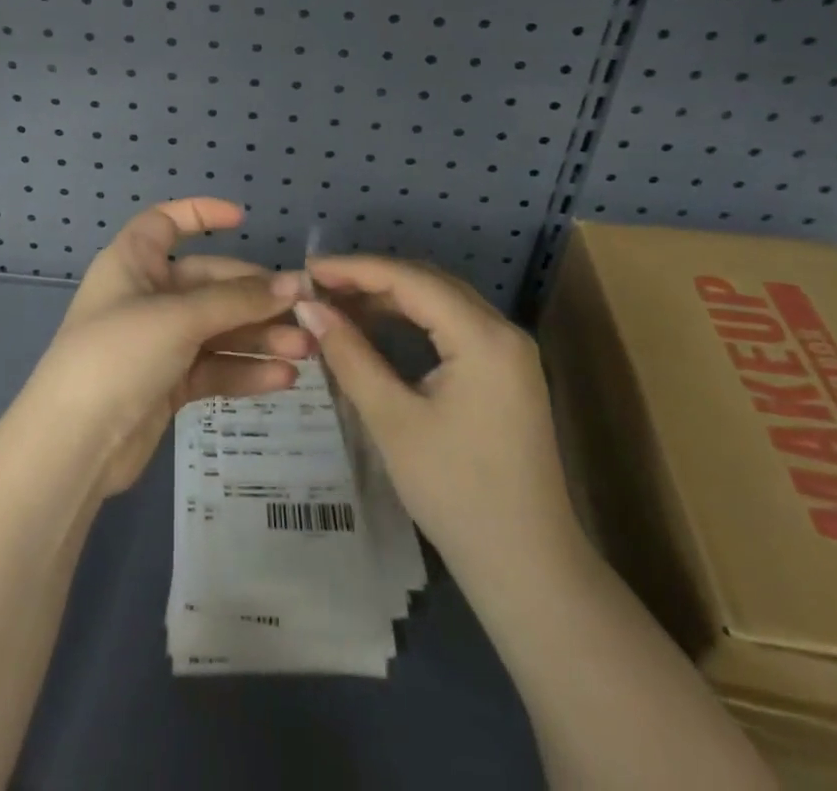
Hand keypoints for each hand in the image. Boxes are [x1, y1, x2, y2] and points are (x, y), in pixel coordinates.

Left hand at [25, 199, 313, 497]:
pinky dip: (245, 371)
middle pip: (209, 283)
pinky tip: (283, 378)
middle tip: (304, 309)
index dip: (200, 213)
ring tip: (305, 350)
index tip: (243, 219)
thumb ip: (237, 301)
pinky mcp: (169, 383)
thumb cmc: (118, 354)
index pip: (166, 222)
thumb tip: (292, 285)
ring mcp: (158, 341)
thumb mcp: (179, 318)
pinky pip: (214, 367)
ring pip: (218, 329)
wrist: (74, 444)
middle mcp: (146, 295)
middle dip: (255, 297)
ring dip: (259, 337)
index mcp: (133, 262)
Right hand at [274, 256, 575, 578]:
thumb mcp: (392, 420)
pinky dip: (412, 320)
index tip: (308, 269)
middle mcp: (502, 330)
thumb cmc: (456, 493)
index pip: (410, 280)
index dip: (355, 269)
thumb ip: (349, 355)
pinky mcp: (505, 372)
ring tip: (338, 303)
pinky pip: (452, 325)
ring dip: (390, 298)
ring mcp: (509, 351)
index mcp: (483, 337)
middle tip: (319, 286)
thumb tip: (308, 306)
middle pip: (428, 282)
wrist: (528, 567)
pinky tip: (377, 328)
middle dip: (371, 279)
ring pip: (441, 302)